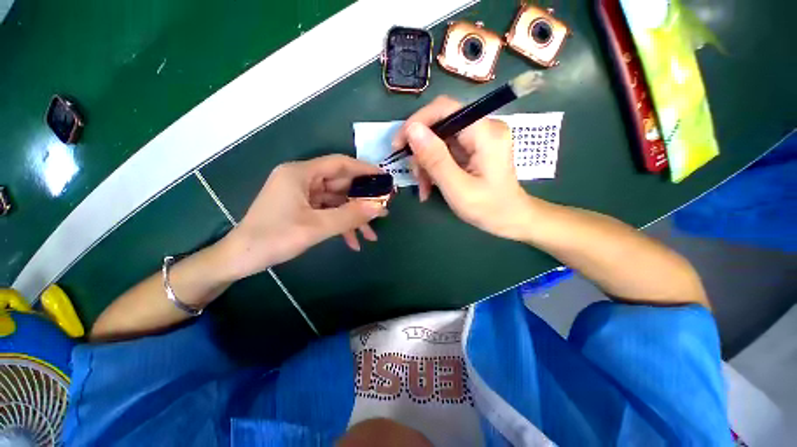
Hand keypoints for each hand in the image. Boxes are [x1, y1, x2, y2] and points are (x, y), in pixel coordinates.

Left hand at [221, 155, 386, 278]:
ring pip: (336, 202)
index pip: (340, 164)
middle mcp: (302, 179)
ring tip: (372, 233)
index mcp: (300, 174)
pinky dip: (341, 224)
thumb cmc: (274, 238)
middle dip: (362, 200)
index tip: (384, 179)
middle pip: (340, 184)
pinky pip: (328, 212)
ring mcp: (302, 195)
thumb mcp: (316, 227)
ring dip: (353, 217)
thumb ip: (349, 216)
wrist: (240, 259)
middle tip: (384, 209)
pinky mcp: (302, 208)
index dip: (364, 170)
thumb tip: (379, 208)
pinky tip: (354, 241)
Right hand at [391, 96, 533, 240]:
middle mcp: (483, 127)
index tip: (398, 145)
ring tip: (424, 187)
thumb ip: (435, 159)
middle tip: (415, 176)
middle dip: (421, 151)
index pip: (444, 108)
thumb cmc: (488, 208)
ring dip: (425, 162)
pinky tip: (430, 185)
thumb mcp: (458, 188)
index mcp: (485, 132)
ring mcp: (478, 137)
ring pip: (438, 139)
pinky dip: (433, 167)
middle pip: (439, 125)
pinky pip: (444, 150)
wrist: (510, 219)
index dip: (417, 122)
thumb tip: (412, 130)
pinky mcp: (473, 148)